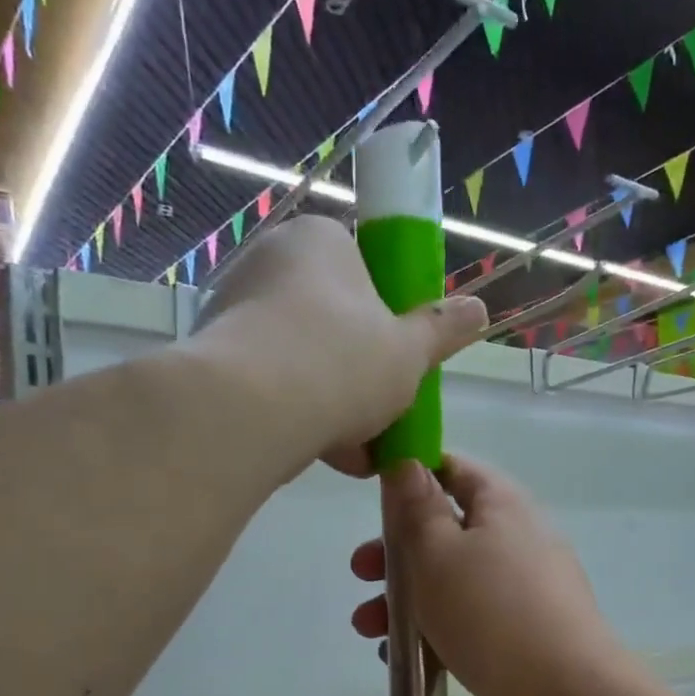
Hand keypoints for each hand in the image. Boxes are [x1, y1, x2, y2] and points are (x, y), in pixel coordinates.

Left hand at [196, 215, 484, 474]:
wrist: (248, 411)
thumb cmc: (342, 362)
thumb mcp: (410, 351)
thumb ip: (443, 330)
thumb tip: (478, 307)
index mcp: (320, 241)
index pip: (365, 272)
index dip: (390, 320)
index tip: (401, 361)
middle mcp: (270, 261)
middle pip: (334, 321)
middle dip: (363, 373)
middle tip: (385, 412)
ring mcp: (236, 309)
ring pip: (305, 359)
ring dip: (337, 404)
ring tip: (361, 453)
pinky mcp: (215, 357)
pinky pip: (273, 384)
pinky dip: (301, 415)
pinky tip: (327, 454)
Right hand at [350, 456, 628, 695]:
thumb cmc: (490, 612)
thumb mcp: (438, 552)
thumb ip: (418, 509)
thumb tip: (409, 464)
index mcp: (504, 506)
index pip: (456, 470)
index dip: (413, 475)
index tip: (374, 495)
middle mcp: (519, 541)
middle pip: (448, 531)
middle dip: (398, 552)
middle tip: (361, 572)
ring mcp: (525, 591)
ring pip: (454, 581)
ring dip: (407, 598)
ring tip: (367, 628)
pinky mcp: (522, 635)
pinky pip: (470, 621)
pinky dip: (436, 631)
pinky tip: (403, 660)